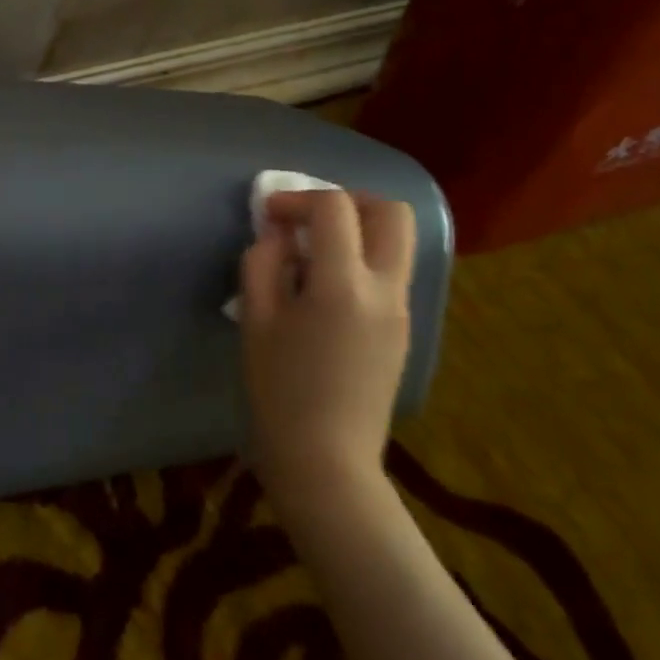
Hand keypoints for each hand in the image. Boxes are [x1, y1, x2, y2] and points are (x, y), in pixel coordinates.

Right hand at [239, 187, 416, 509]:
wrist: (326, 461)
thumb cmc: (280, 391)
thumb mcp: (256, 321)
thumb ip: (263, 263)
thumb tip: (276, 234)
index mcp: (343, 285)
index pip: (335, 208)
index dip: (297, 198)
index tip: (268, 214)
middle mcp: (385, 290)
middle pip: (391, 212)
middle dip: (348, 200)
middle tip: (309, 217)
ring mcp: (401, 311)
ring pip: (398, 242)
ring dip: (358, 229)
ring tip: (313, 251)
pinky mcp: (403, 330)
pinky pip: (390, 273)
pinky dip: (362, 259)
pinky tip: (324, 288)